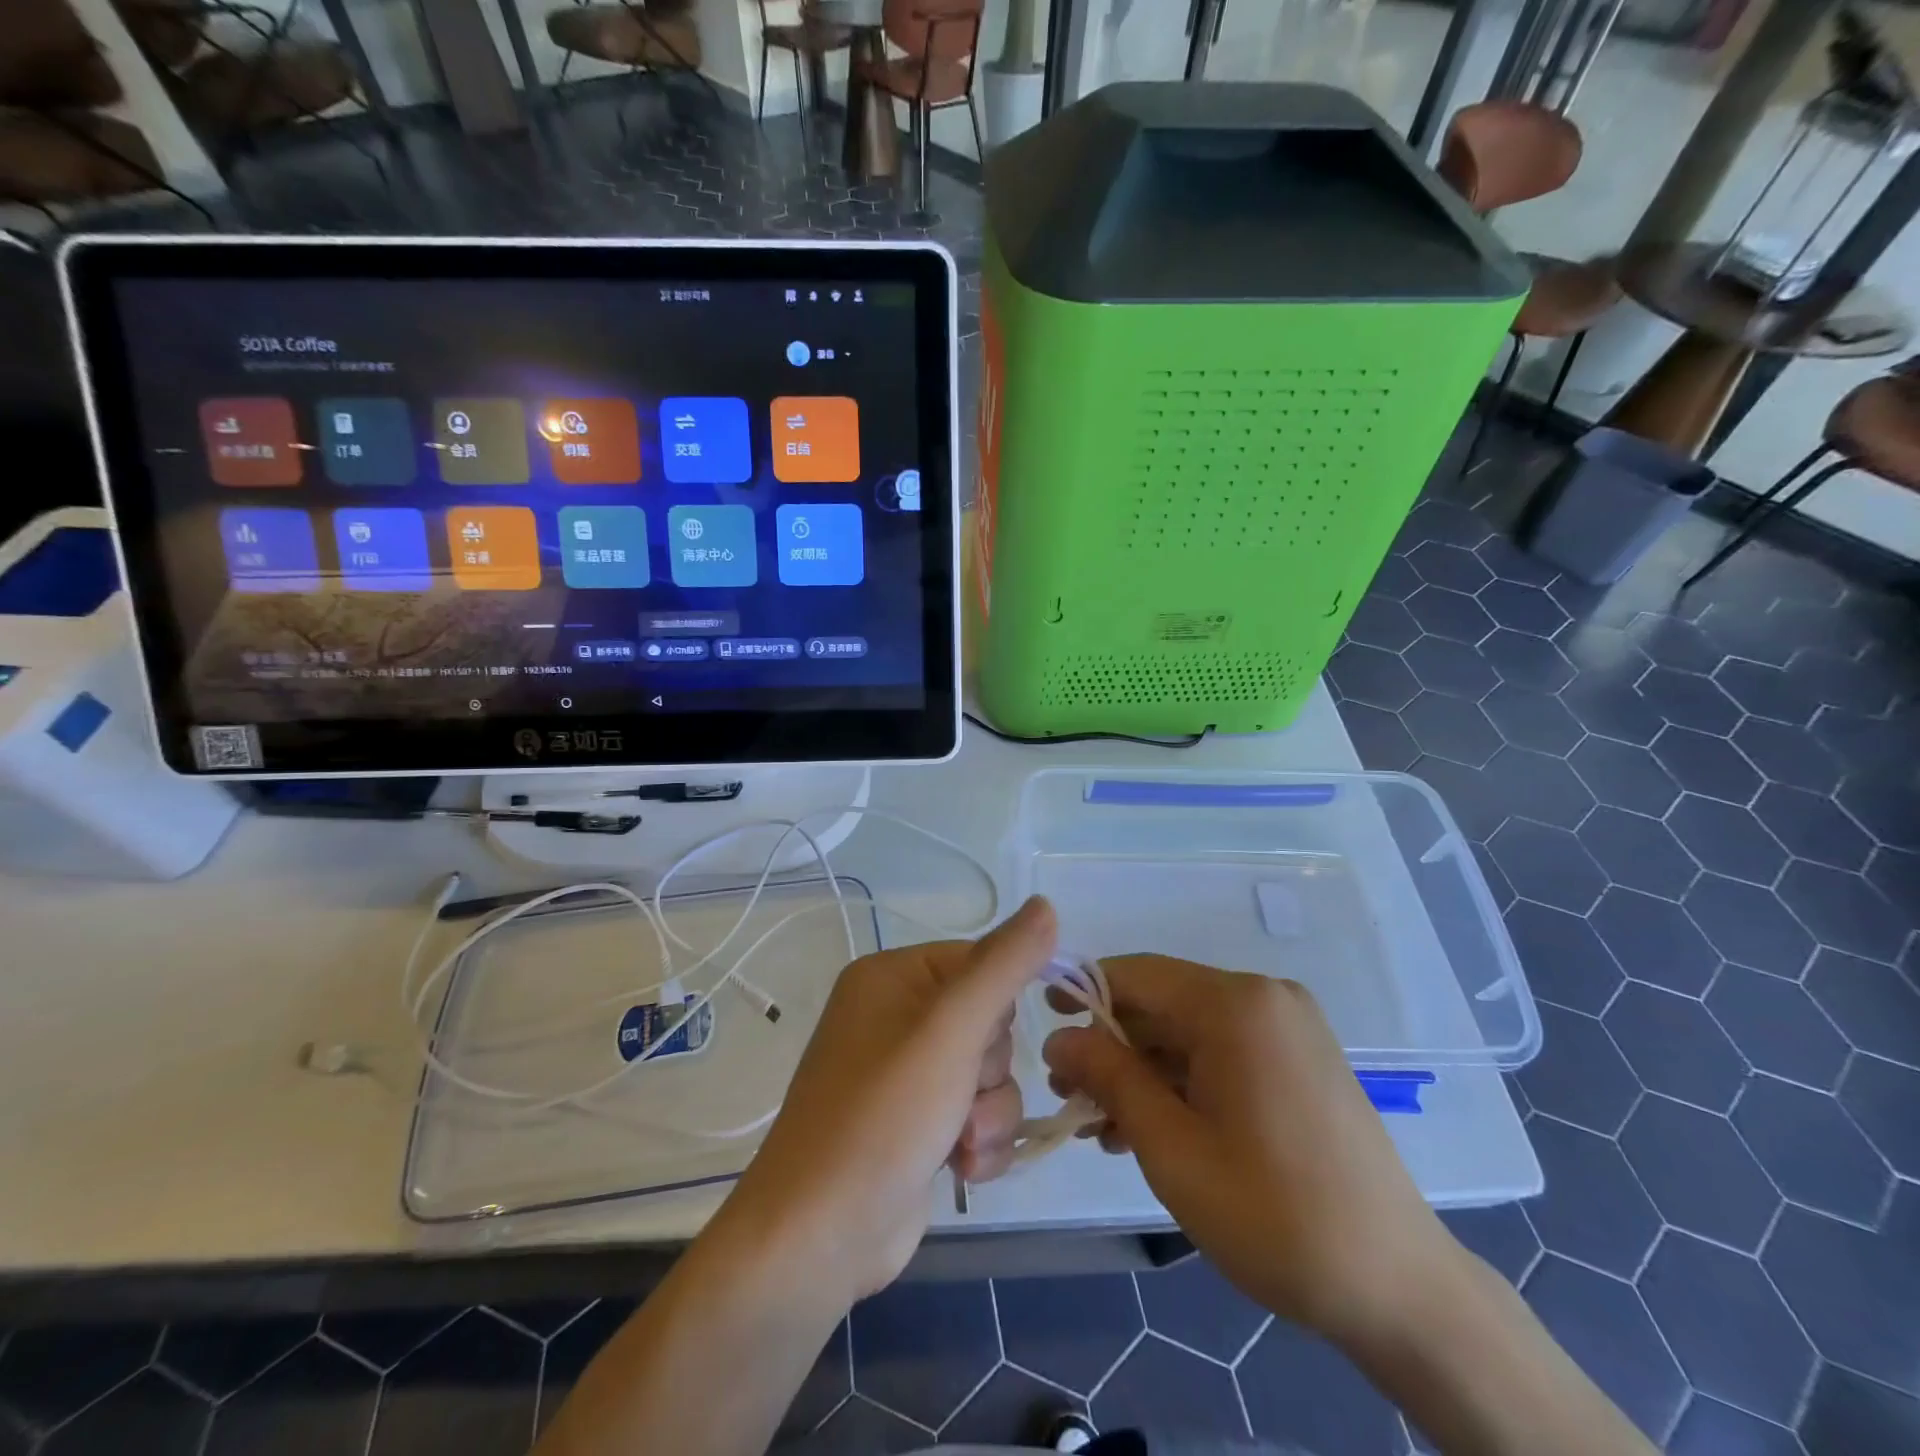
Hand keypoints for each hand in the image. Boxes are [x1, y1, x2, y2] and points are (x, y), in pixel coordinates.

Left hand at [719, 896, 1055, 1304]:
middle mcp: (896, 1017)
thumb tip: (1046, 904)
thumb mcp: (951, 1029)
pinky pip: (977, 1114)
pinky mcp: (918, 1124)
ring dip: (989, 1114)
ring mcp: (906, 1074)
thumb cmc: (883, 1116)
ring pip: (990, 1074)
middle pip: (989, 1021)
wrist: (820, 1237)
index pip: (979, 962)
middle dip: (990, 1071)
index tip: (982, 1042)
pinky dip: (979, 1143)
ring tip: (961, 1145)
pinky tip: (960, 1170)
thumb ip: (1004, 965)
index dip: (998, 1006)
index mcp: (892, 977)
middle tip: (962, 1098)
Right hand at [1043, 956, 1452, 1347]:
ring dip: (1143, 1072)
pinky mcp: (1300, 1058)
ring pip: (1189, 1032)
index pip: (1135, 974)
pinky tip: (1153, 1129)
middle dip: (1111, 1047)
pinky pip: (1222, 1052)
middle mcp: (1263, 997)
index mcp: (1235, 1004)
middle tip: (1071, 1099)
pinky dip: (1183, 1082)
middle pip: (1162, 1004)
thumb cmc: (1273, 1213)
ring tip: (1105, 1128)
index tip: (1043, 1027)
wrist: (1398, 1287)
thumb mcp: (1171, 1147)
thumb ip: (1109, 1077)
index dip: (1083, 992)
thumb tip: (1058, 1038)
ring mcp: (1288, 1027)